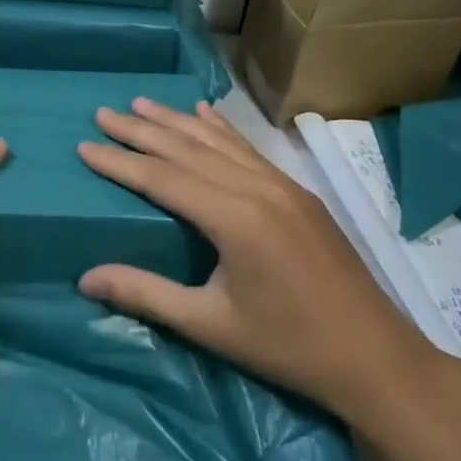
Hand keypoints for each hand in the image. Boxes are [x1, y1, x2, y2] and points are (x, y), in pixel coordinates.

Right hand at [77, 98, 433, 424]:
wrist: (376, 356)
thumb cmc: (287, 346)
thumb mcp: (209, 325)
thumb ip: (146, 294)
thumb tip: (84, 278)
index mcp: (234, 219)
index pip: (163, 178)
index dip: (121, 162)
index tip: (85, 145)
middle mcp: (257, 189)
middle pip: (187, 150)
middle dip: (141, 131)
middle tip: (103, 113)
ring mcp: (283, 186)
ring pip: (219, 142)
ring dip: (176, 121)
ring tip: (141, 104)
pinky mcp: (298, 193)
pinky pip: (249, 150)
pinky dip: (220, 129)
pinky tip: (204, 113)